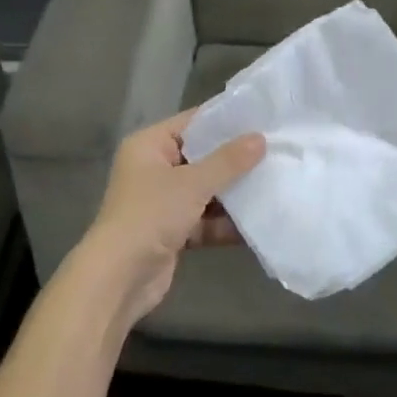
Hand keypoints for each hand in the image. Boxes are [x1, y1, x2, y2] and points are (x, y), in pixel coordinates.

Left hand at [85, 110, 265, 319]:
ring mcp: (163, 201)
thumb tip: (260, 138)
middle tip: (277, 150)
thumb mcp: (192, 184)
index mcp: (149, 145)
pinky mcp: (172, 231)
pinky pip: (205, 220)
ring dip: (234, 193)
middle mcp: (154, 168)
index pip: (192, 122)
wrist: (119, 278)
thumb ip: (228, 161)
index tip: (263, 118)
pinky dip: (226, 222)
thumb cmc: (150, 216)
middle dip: (235, 159)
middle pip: (202, 157)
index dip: (225, 121)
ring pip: (206, 190)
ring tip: (276, 183)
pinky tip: (259, 221)